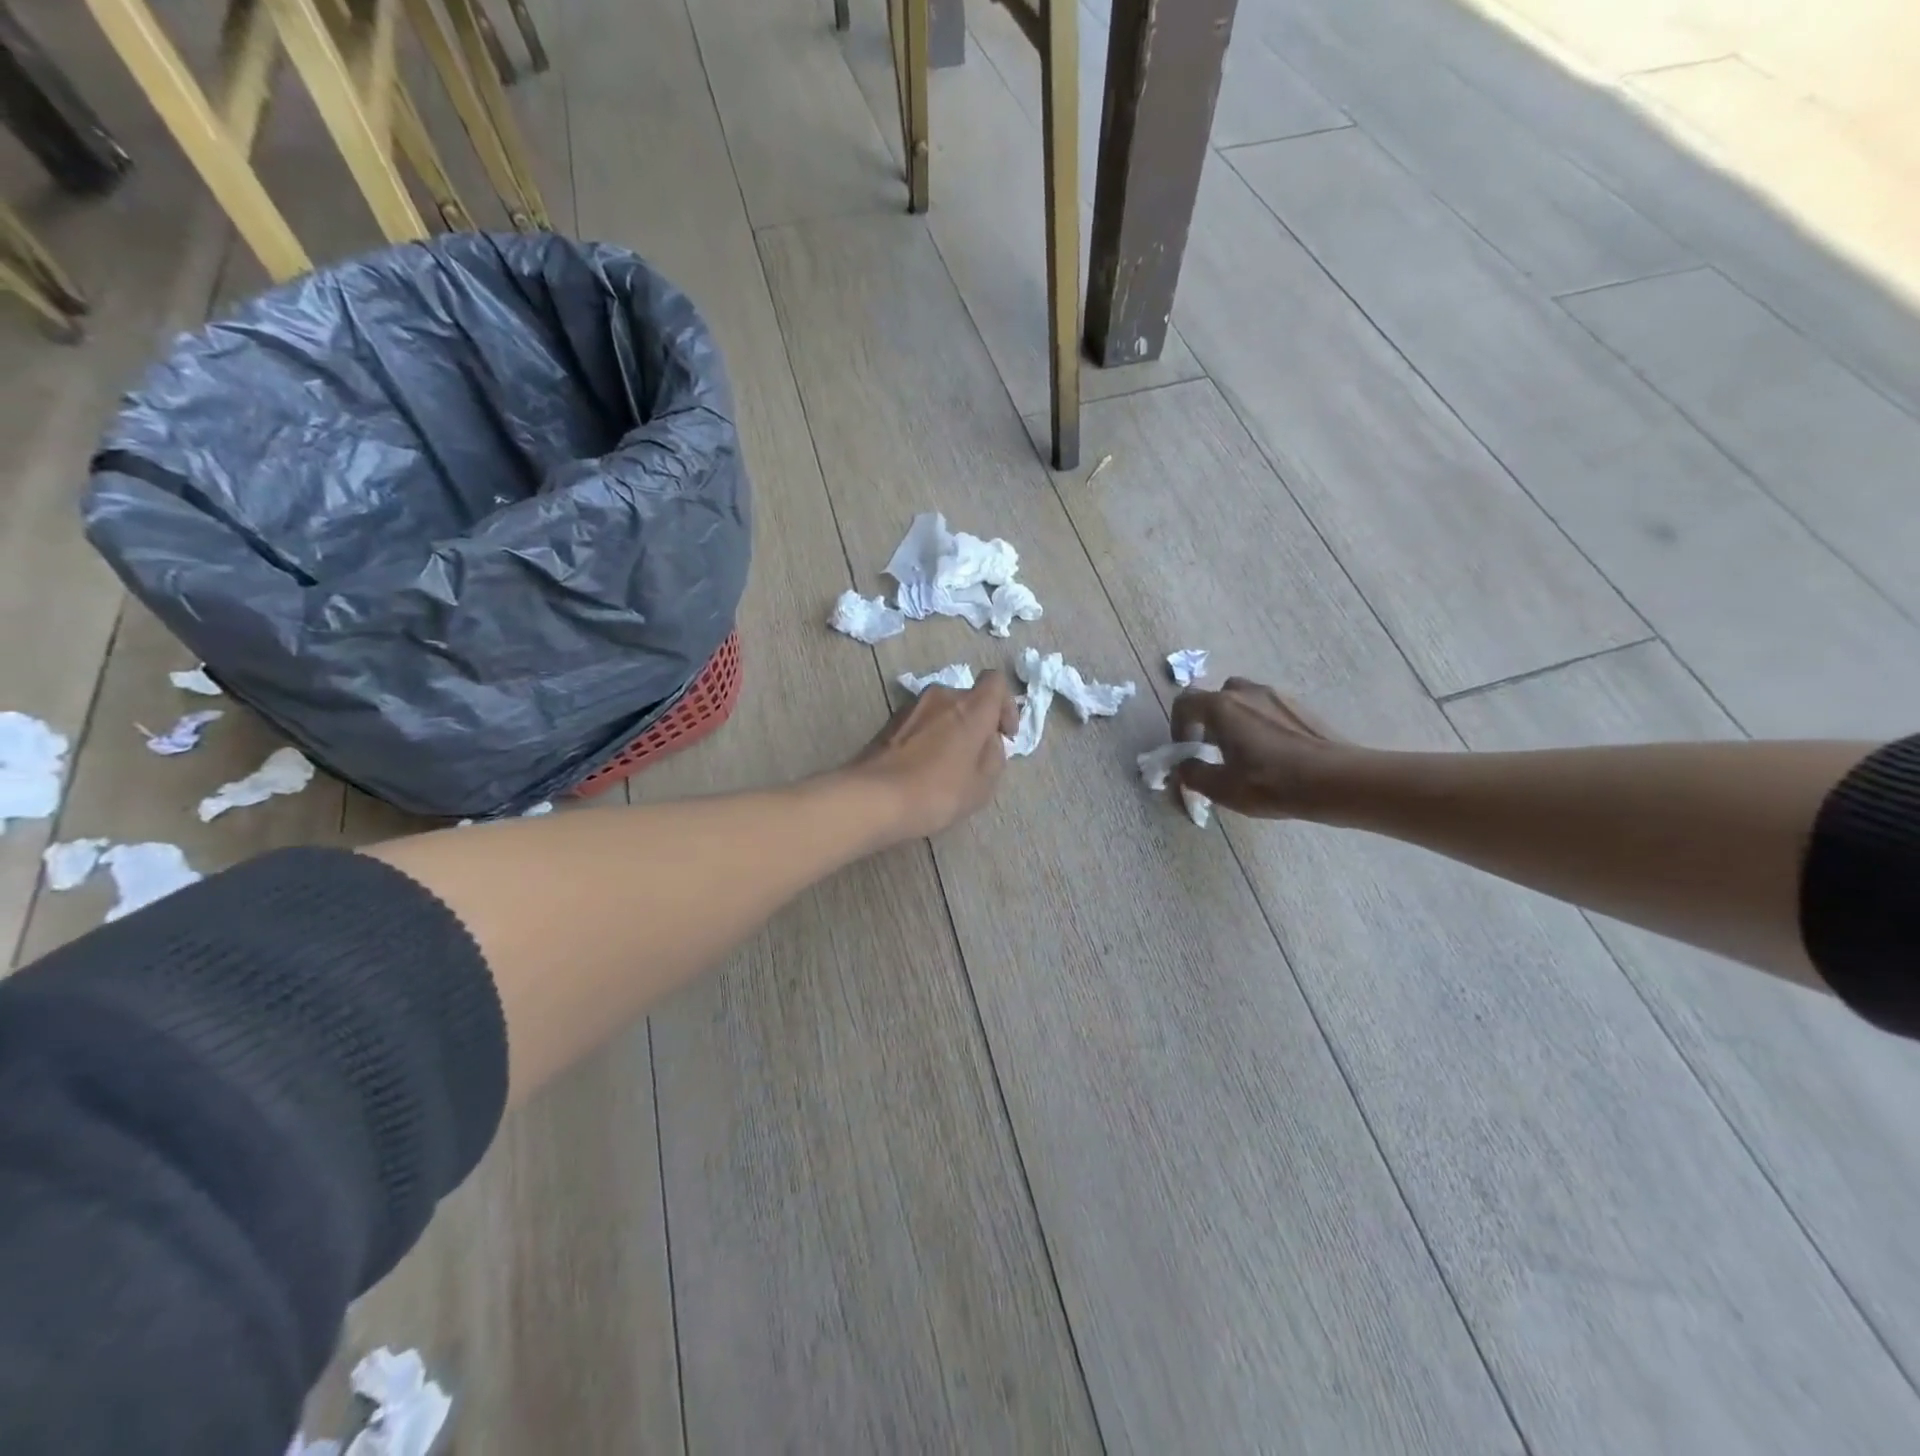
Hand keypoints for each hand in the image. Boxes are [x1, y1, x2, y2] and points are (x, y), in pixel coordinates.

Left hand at [849, 670, 1019, 840]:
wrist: (874, 798)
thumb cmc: (937, 792)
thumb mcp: (982, 784)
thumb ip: (994, 755)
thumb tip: (989, 740)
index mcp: (970, 707)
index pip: (996, 682)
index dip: (1006, 705)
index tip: (1004, 734)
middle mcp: (941, 696)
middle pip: (968, 698)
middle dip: (977, 721)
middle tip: (976, 754)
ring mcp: (911, 707)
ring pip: (942, 710)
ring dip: (951, 729)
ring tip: (948, 763)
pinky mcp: (889, 722)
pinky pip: (921, 722)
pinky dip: (929, 736)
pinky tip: (923, 766)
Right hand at [1169, 679, 1352, 818]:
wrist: (1335, 780)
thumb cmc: (1271, 783)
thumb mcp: (1222, 788)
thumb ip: (1193, 774)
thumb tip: (1184, 766)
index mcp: (1222, 707)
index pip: (1185, 703)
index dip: (1178, 725)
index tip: (1186, 749)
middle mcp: (1247, 692)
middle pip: (1217, 696)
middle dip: (1209, 719)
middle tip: (1214, 747)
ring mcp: (1277, 696)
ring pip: (1245, 700)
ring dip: (1236, 719)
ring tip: (1244, 751)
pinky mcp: (1301, 707)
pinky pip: (1269, 709)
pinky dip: (1261, 724)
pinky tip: (1273, 753)